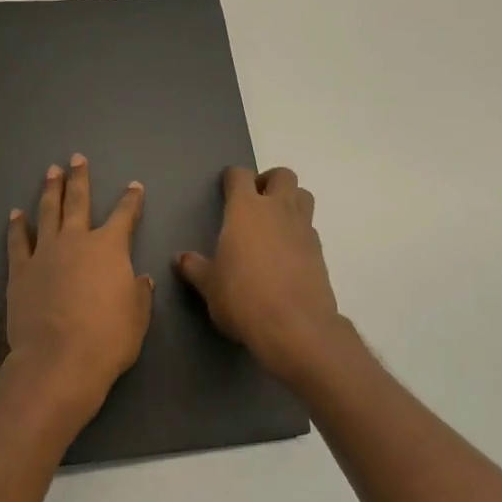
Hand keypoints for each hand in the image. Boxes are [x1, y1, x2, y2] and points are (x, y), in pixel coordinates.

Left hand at [1, 154, 153, 434]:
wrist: (59, 360)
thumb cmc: (108, 339)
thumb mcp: (137, 317)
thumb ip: (138, 293)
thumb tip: (139, 278)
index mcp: (110, 249)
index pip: (125, 216)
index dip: (131, 200)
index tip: (134, 186)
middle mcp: (76, 241)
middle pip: (78, 202)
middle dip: (79, 178)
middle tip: (76, 158)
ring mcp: (45, 253)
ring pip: (47, 213)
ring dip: (50, 190)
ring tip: (50, 172)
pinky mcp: (20, 271)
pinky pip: (18, 241)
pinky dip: (18, 226)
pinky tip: (17, 213)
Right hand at [177, 166, 347, 382]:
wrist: (295, 326)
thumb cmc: (242, 298)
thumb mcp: (209, 285)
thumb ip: (194, 267)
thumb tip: (181, 258)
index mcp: (245, 210)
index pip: (240, 176)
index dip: (232, 178)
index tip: (225, 188)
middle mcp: (278, 210)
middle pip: (283, 175)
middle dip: (269, 181)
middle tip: (255, 200)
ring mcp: (303, 229)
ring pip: (304, 196)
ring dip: (290, 200)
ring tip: (273, 222)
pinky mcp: (319, 252)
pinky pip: (309, 228)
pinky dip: (298, 231)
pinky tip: (286, 253)